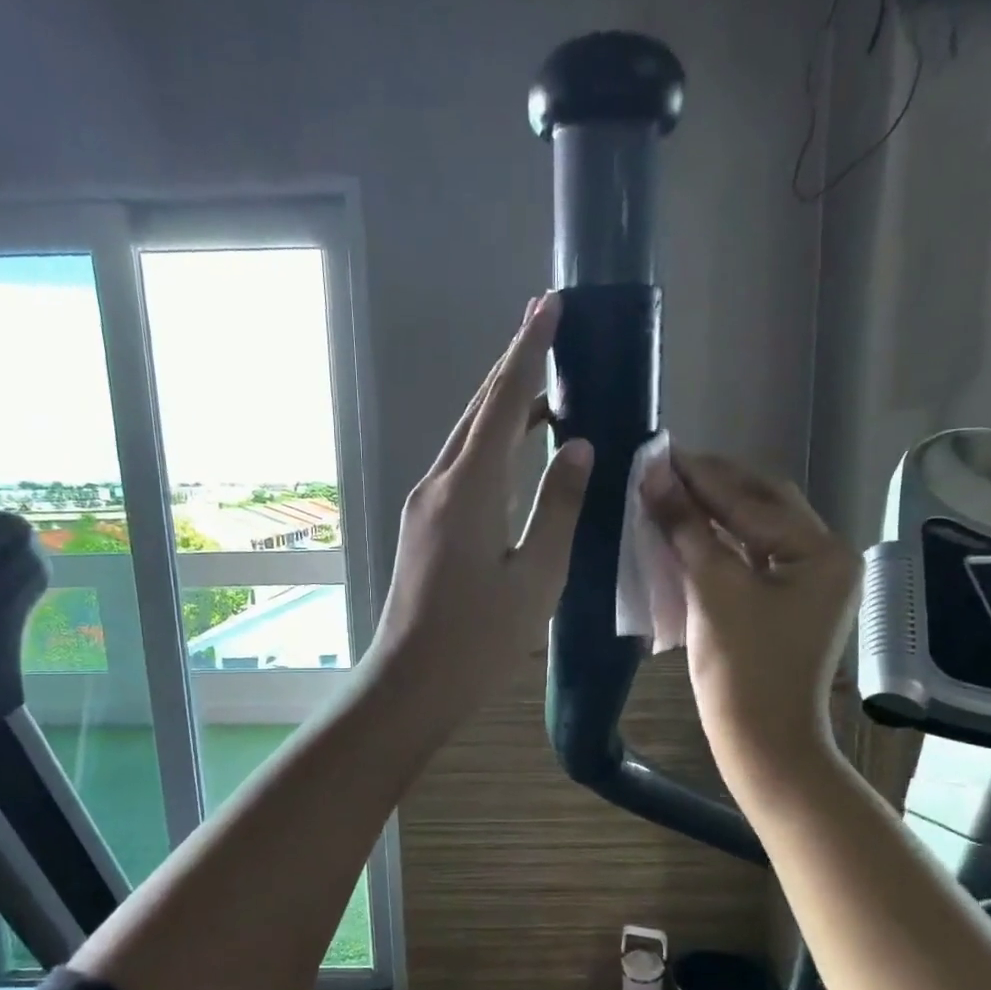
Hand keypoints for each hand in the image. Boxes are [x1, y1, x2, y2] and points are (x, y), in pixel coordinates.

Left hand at [368, 292, 594, 719]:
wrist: (411, 684)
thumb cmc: (480, 639)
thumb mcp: (537, 576)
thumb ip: (560, 506)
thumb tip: (578, 446)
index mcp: (470, 489)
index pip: (505, 402)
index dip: (529, 351)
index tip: (549, 305)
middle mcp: (439, 483)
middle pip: (480, 411)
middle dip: (513, 366)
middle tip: (547, 329)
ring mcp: (424, 504)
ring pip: (467, 439)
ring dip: (503, 408)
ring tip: (545, 391)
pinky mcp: (422, 526)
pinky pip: (461, 468)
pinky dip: (491, 446)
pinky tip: (515, 454)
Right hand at [640, 451, 859, 791]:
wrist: (763, 744)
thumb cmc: (742, 670)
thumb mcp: (713, 591)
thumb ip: (686, 527)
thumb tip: (655, 474)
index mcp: (821, 551)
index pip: (755, 498)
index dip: (703, 474)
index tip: (659, 450)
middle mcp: (824, 557)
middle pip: (763, 505)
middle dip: (712, 486)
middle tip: (662, 467)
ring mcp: (808, 582)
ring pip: (756, 530)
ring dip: (713, 512)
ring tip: (668, 491)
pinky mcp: (787, 603)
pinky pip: (752, 557)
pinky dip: (719, 542)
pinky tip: (687, 530)